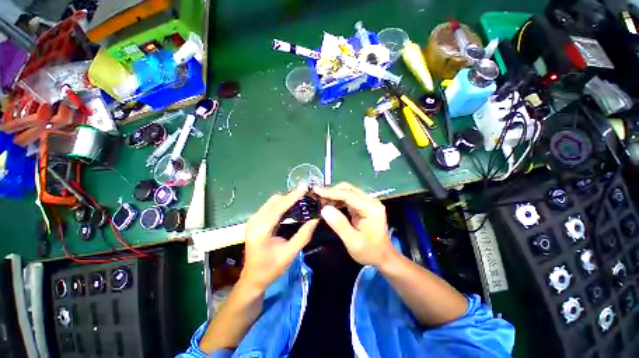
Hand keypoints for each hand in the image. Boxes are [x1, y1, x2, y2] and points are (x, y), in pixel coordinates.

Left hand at [241, 185, 318, 290]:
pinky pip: (271, 207)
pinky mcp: (256, 221)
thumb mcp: (289, 254)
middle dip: (290, 196)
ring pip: (272, 202)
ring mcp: (254, 220)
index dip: (292, 197)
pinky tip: (292, 206)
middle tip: (306, 195)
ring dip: (286, 200)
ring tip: (302, 199)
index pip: (278, 208)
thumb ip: (303, 236)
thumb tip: (315, 219)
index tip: (304, 188)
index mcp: (260, 230)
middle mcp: (254, 221)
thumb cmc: (270, 269)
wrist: (253, 278)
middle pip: (274, 202)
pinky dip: (282, 205)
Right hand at [313, 183, 394, 266]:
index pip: (348, 195)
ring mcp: (368, 203)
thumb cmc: (369, 252)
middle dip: (332, 192)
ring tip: (321, 200)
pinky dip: (338, 200)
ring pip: (348, 192)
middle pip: (349, 190)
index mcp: (370, 209)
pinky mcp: (364, 206)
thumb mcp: (352, 242)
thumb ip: (339, 224)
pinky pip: (349, 199)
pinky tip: (329, 204)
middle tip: (317, 196)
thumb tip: (324, 209)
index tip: (316, 190)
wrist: (384, 257)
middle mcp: (370, 202)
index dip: (331, 192)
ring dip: (334, 195)